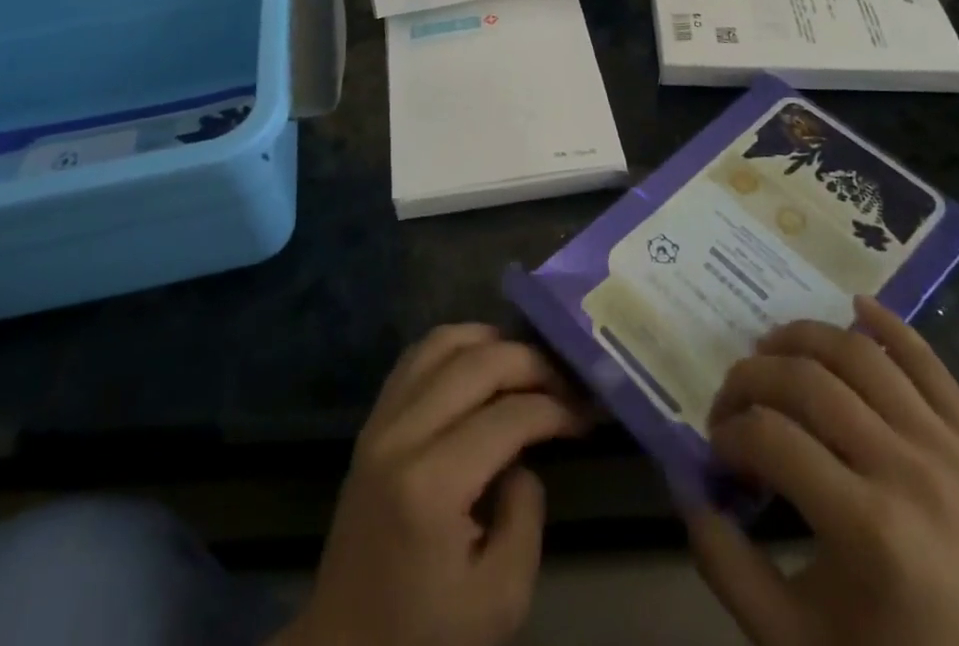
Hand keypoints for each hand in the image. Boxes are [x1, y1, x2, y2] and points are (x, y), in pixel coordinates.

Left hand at [277, 324, 587, 645]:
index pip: (508, 416)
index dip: (556, 408)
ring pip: (442, 343)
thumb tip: (525, 455)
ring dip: (491, 341)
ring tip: (528, 364)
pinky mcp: (371, 420)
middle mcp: (402, 433)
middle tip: (567, 380)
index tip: (587, 414)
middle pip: (476, 363)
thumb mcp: (500, 599)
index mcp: (433, 483)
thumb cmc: (427, 634)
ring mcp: (380, 420)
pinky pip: (416, 356)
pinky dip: (455, 346)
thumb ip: (525, 516)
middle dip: (531, 362)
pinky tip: (481, 362)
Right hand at [687, 296, 958, 645]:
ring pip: (861, 355)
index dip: (729, 432)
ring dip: (804, 338)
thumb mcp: (794, 642)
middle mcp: (911, 474)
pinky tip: (854, 304)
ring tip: (774, 350)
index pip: (770, 437)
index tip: (718, 447)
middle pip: (808, 383)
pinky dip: (891, 325)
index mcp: (868, 529)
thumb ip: (726, 565)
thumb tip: (686, 486)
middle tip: (733, 397)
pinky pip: (932, 364)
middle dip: (751, 378)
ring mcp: (954, 453)